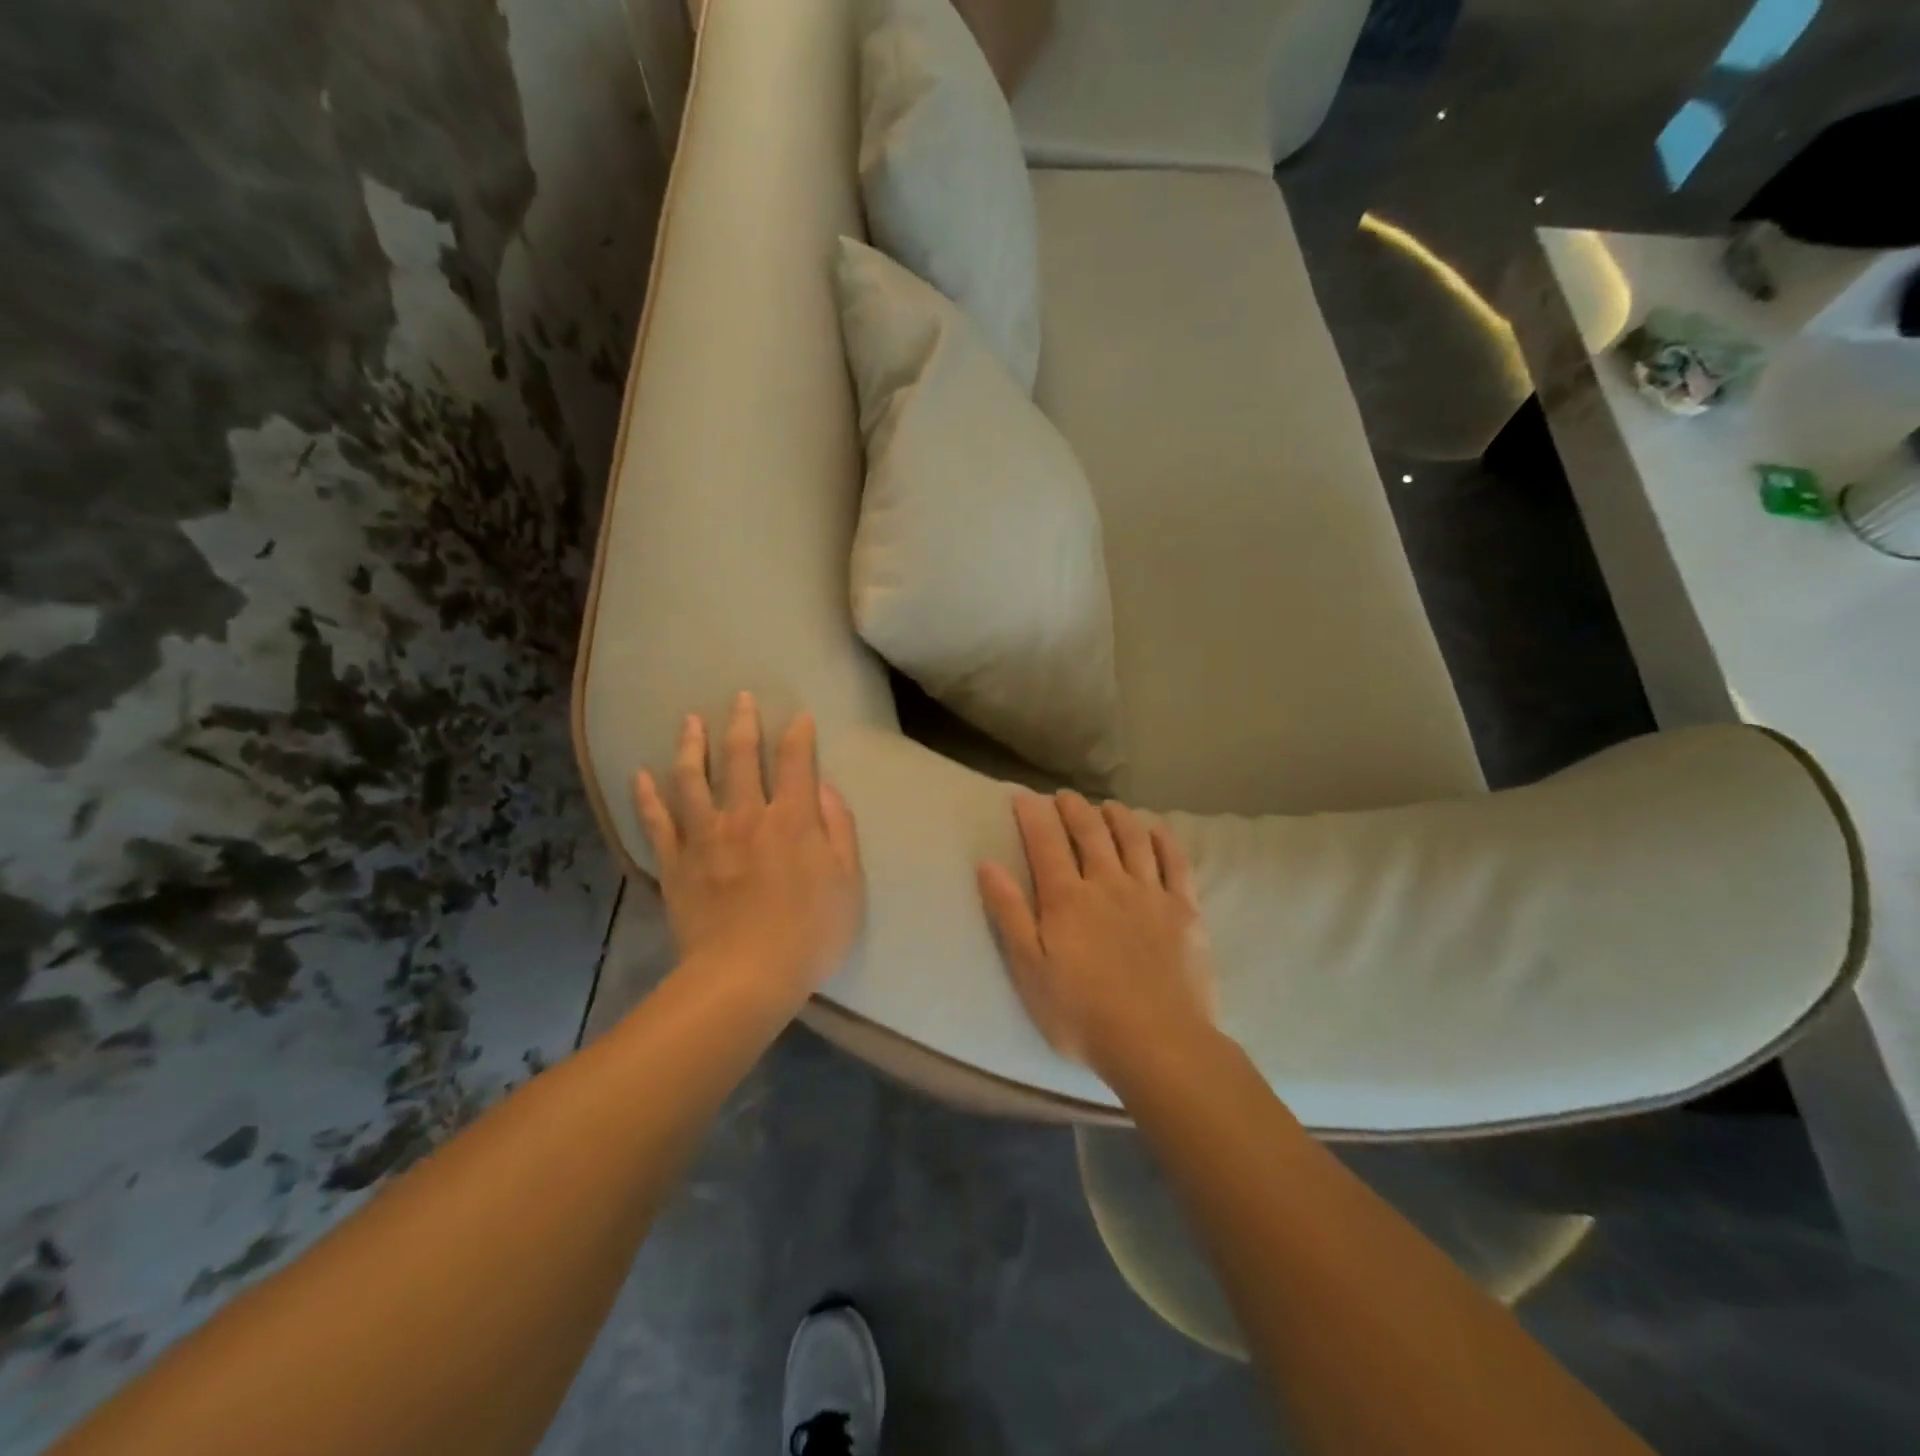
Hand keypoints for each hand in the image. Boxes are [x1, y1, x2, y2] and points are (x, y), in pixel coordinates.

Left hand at [633, 693, 863, 1008]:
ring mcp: (705, 837)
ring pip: (692, 778)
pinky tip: (640, 774)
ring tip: (689, 721)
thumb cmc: (809, 934)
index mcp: (792, 819)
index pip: (795, 761)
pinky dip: (647, 797)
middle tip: (740, 698)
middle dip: (742, 723)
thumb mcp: (847, 883)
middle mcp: (746, 816)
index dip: (799, 734)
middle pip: (740, 757)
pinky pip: (657, 822)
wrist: (744, 977)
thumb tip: (824, 788)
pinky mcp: (676, 863)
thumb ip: (839, 830)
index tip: (799, 717)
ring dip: (690, 745)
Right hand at [977, 792, 1215, 1077]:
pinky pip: (1176, 862)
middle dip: (1074, 808)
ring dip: (1118, 816)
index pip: (1045, 843)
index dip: (1033, 815)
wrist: (1158, 1043)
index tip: (1023, 796)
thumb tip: (987, 864)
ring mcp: (1150, 894)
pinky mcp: (1184, 910)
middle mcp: (1108, 884)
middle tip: (1064, 796)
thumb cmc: (1082, 1013)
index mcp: (1067, 899)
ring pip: (1133, 839)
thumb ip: (1009, 913)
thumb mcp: (1029, 970)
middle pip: (1090, 833)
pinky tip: (1156, 828)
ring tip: (1107, 806)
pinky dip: (1164, 839)